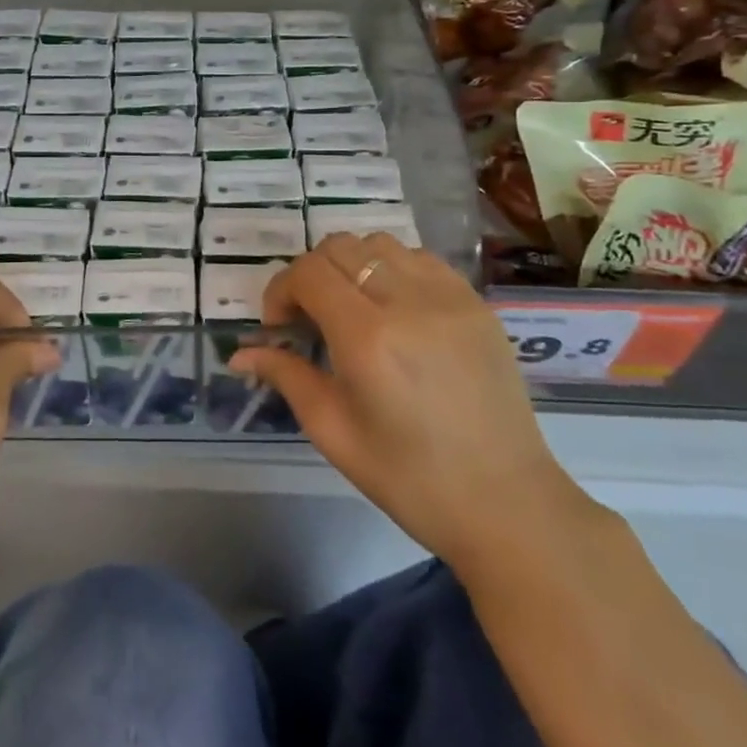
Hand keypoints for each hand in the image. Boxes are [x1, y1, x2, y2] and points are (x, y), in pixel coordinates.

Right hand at [232, 234, 584, 568]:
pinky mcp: (476, 303)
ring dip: (352, 265)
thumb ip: (286, 376)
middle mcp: (408, 301)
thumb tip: (240, 352)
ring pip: (380, 244)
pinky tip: (395, 310)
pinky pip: (421, 259)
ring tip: (352, 308)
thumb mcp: (333, 431)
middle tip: (310, 317)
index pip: (308, 272)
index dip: (281, 289)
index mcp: (368, 337)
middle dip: (311, 274)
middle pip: (340, 247)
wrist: (506, 502)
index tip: (279, 325)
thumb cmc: (409, 478)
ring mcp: (449, 296)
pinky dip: (393, 269)